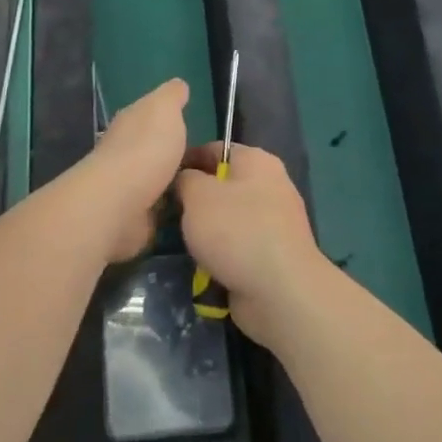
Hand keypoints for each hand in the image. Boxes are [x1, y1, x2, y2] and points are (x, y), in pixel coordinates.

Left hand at [82, 78, 189, 263]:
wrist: (120, 202)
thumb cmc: (145, 149)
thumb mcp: (164, 109)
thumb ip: (171, 96)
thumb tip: (178, 84)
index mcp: (132, 123)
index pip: (151, 116)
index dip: (170, 118)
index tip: (194, 124)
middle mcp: (126, 152)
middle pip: (155, 149)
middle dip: (175, 154)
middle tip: (210, 162)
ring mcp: (129, 187)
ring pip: (159, 180)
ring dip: (175, 183)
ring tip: (206, 187)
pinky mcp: (135, 217)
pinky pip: (160, 210)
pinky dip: (172, 210)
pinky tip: (192, 210)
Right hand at [175, 142, 328, 346]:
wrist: (281, 292)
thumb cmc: (237, 232)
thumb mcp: (197, 195)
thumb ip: (185, 179)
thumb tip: (184, 180)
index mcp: (257, 161)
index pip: (214, 149)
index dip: (185, 160)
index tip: (160, 180)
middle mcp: (270, 186)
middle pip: (221, 185)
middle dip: (194, 200)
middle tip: (166, 214)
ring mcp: (274, 223)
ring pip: (228, 218)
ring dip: (205, 231)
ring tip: (180, 242)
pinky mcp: (273, 254)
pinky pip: (238, 246)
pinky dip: (221, 255)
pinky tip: (202, 265)